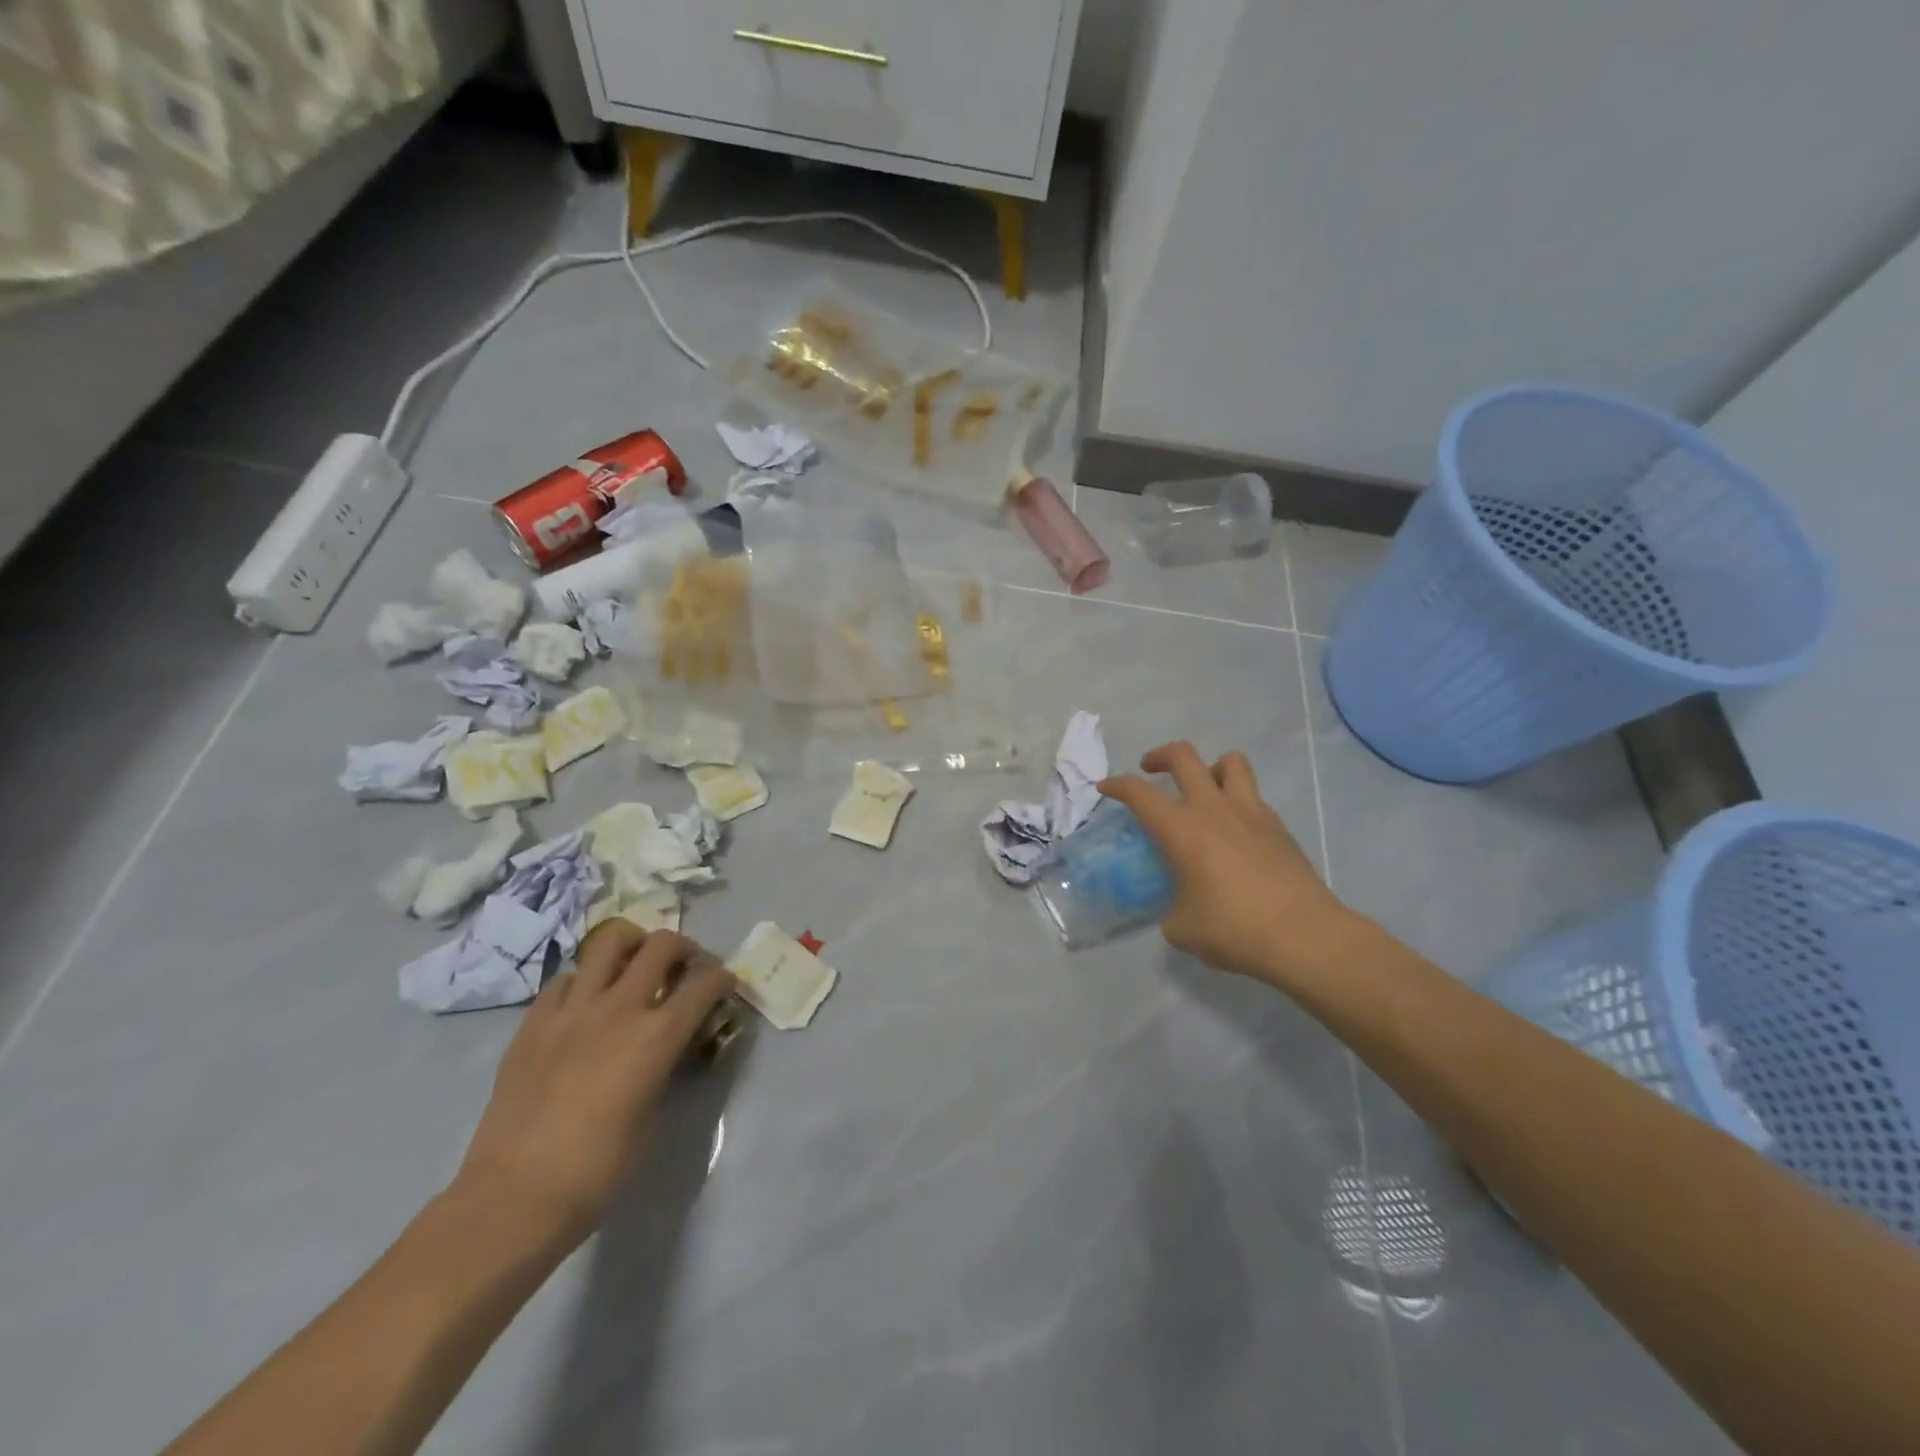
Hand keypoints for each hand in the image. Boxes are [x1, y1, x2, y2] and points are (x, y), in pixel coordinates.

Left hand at [452, 922, 735, 1248]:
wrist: (514, 1197)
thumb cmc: (597, 1170)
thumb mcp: (652, 1116)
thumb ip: (665, 1067)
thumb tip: (669, 1048)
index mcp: (657, 1036)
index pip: (705, 983)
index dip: (722, 979)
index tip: (725, 986)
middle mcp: (619, 1008)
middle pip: (662, 945)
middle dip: (684, 949)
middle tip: (684, 967)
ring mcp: (572, 1009)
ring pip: (609, 942)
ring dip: (632, 946)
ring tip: (634, 965)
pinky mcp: (534, 1022)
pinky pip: (565, 979)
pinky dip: (584, 981)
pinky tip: (584, 1005)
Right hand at [1100, 742, 1355, 986]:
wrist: (1305, 936)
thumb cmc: (1234, 929)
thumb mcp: (1182, 928)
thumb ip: (1171, 909)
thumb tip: (1178, 908)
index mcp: (1181, 829)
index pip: (1138, 793)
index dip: (1116, 785)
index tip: (1105, 788)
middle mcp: (1213, 809)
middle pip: (1183, 756)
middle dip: (1160, 756)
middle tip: (1150, 770)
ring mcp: (1250, 813)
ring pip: (1229, 762)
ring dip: (1209, 767)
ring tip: (1202, 788)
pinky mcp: (1278, 826)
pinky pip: (1252, 795)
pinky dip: (1237, 800)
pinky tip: (1234, 829)